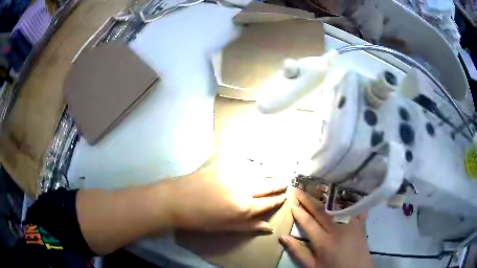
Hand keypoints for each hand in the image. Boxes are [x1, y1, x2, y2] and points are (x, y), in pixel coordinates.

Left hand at [163, 159, 287, 232]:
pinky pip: (244, 161)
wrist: (178, 200)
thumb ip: (250, 226)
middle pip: (268, 185)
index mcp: (245, 207)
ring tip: (277, 172)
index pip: (269, 202)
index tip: (285, 196)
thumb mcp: (227, 228)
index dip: (279, 199)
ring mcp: (234, 173)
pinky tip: (257, 164)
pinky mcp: (224, 162)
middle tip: (286, 182)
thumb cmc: (202, 219)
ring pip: (260, 171)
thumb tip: (270, 227)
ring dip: (270, 173)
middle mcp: (244, 188)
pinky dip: (253, 163)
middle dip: (279, 184)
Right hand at [279, 189, 374, 267]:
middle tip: (299, 190)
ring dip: (325, 197)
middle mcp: (337, 229)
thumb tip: (283, 237)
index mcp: (324, 242)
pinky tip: (341, 192)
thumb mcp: (313, 266)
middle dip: (308, 200)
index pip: (308, 222)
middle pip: (321, 211)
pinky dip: (346, 200)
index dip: (299, 212)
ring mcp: (351, 224)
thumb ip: (298, 252)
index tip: (292, 203)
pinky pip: (353, 207)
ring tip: (316, 188)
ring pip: (336, 206)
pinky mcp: (360, 223)